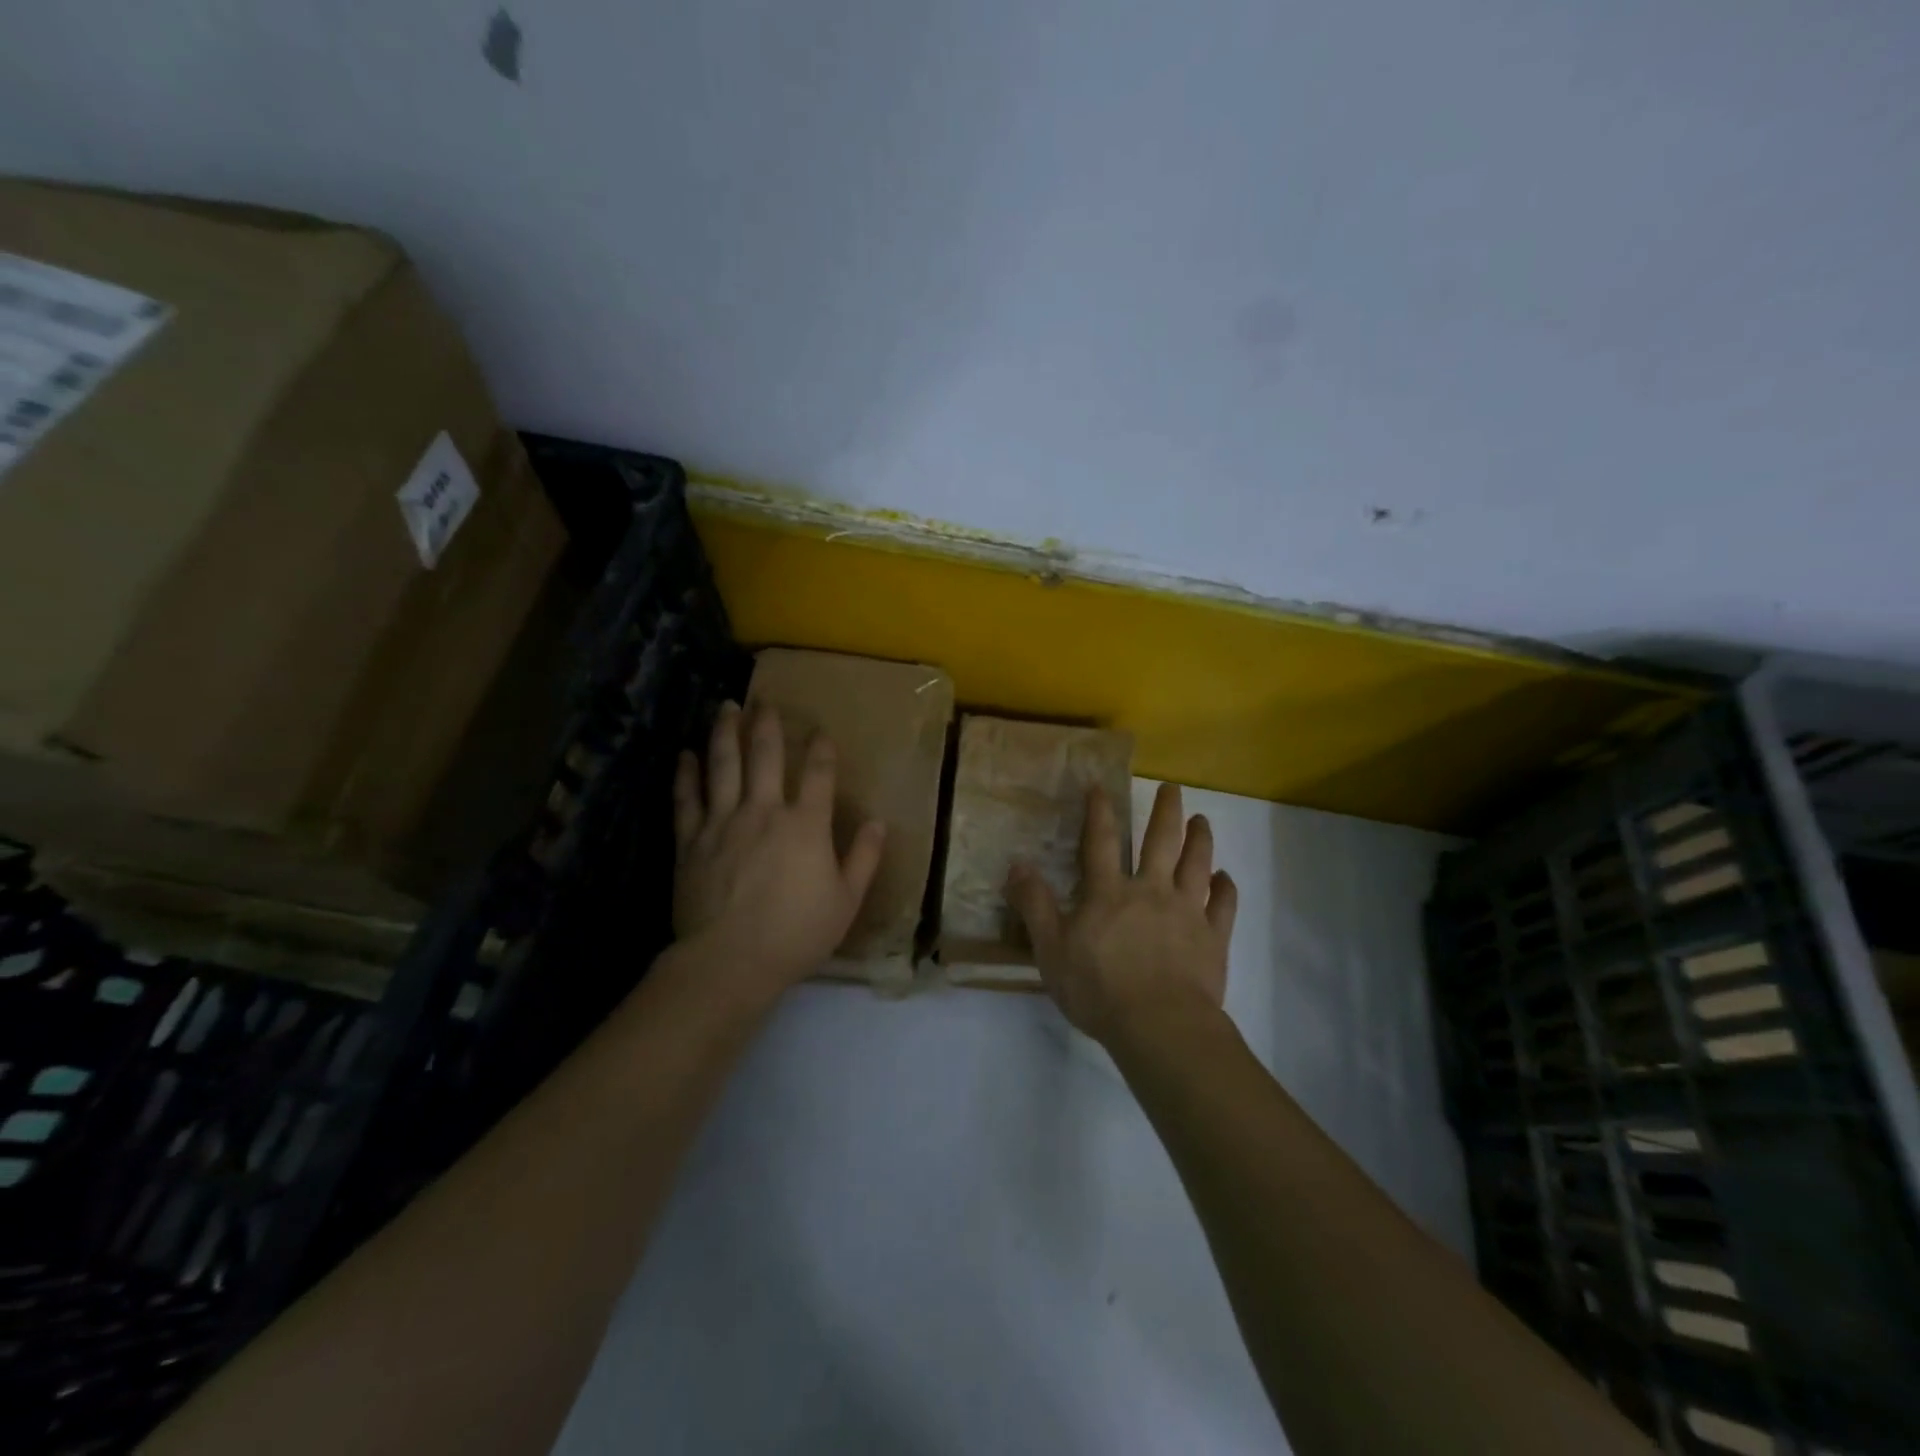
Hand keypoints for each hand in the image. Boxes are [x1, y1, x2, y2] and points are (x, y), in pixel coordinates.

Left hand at [672, 701, 885, 1001]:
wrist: (730, 961)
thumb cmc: (796, 934)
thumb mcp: (846, 901)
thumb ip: (864, 858)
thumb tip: (877, 822)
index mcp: (805, 825)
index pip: (818, 774)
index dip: (822, 749)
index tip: (821, 731)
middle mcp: (764, 811)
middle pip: (765, 755)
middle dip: (767, 724)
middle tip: (764, 701)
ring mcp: (723, 822)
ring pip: (723, 765)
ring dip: (725, 733)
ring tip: (725, 707)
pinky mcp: (691, 840)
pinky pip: (687, 798)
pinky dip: (686, 773)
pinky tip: (686, 753)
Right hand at [1007, 782, 1237, 1044]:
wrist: (1160, 1026)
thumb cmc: (1099, 989)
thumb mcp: (1051, 950)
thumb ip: (1035, 905)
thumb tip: (1017, 865)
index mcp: (1109, 893)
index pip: (1102, 842)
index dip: (1100, 812)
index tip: (1101, 787)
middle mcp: (1151, 891)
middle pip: (1161, 842)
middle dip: (1166, 812)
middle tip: (1173, 788)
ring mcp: (1187, 913)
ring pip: (1197, 865)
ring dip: (1200, 840)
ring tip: (1202, 820)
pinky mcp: (1213, 938)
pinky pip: (1223, 906)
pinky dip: (1225, 888)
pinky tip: (1225, 878)